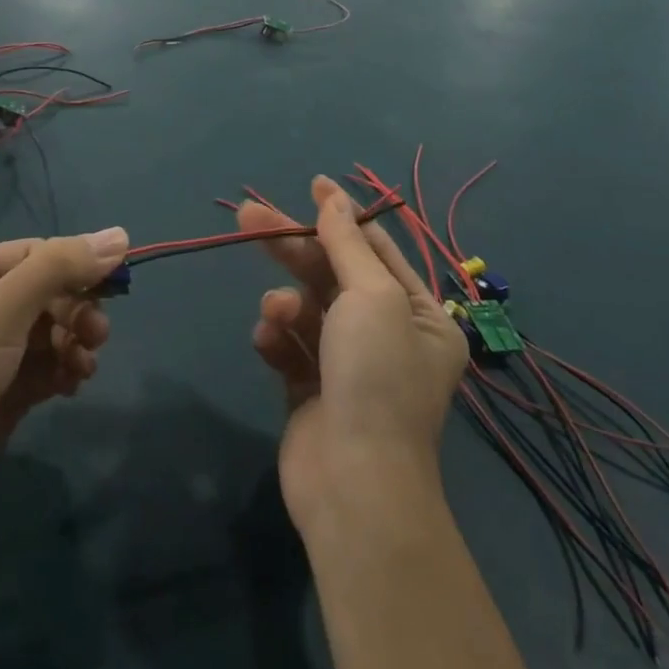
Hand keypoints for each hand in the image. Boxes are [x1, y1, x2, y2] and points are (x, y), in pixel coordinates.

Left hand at [0, 229, 125, 541]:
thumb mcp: (1, 312)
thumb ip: (59, 269)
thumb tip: (119, 234)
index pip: (37, 254)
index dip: (77, 267)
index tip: (115, 287)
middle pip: (48, 293)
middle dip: (76, 312)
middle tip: (97, 335)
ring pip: (53, 331)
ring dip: (75, 343)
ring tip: (84, 367)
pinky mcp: (4, 391)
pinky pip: (47, 366)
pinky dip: (65, 370)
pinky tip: (71, 385)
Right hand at [241, 178, 468, 533]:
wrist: (354, 484)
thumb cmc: (376, 377)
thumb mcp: (369, 296)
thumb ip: (347, 243)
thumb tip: (333, 196)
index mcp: (419, 315)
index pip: (376, 249)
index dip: (341, 215)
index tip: (311, 184)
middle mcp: (387, 337)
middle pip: (332, 274)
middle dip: (294, 247)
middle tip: (249, 214)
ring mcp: (347, 366)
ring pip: (306, 310)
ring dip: (286, 305)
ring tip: (276, 315)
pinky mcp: (311, 391)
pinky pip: (289, 348)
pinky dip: (276, 341)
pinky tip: (269, 344)